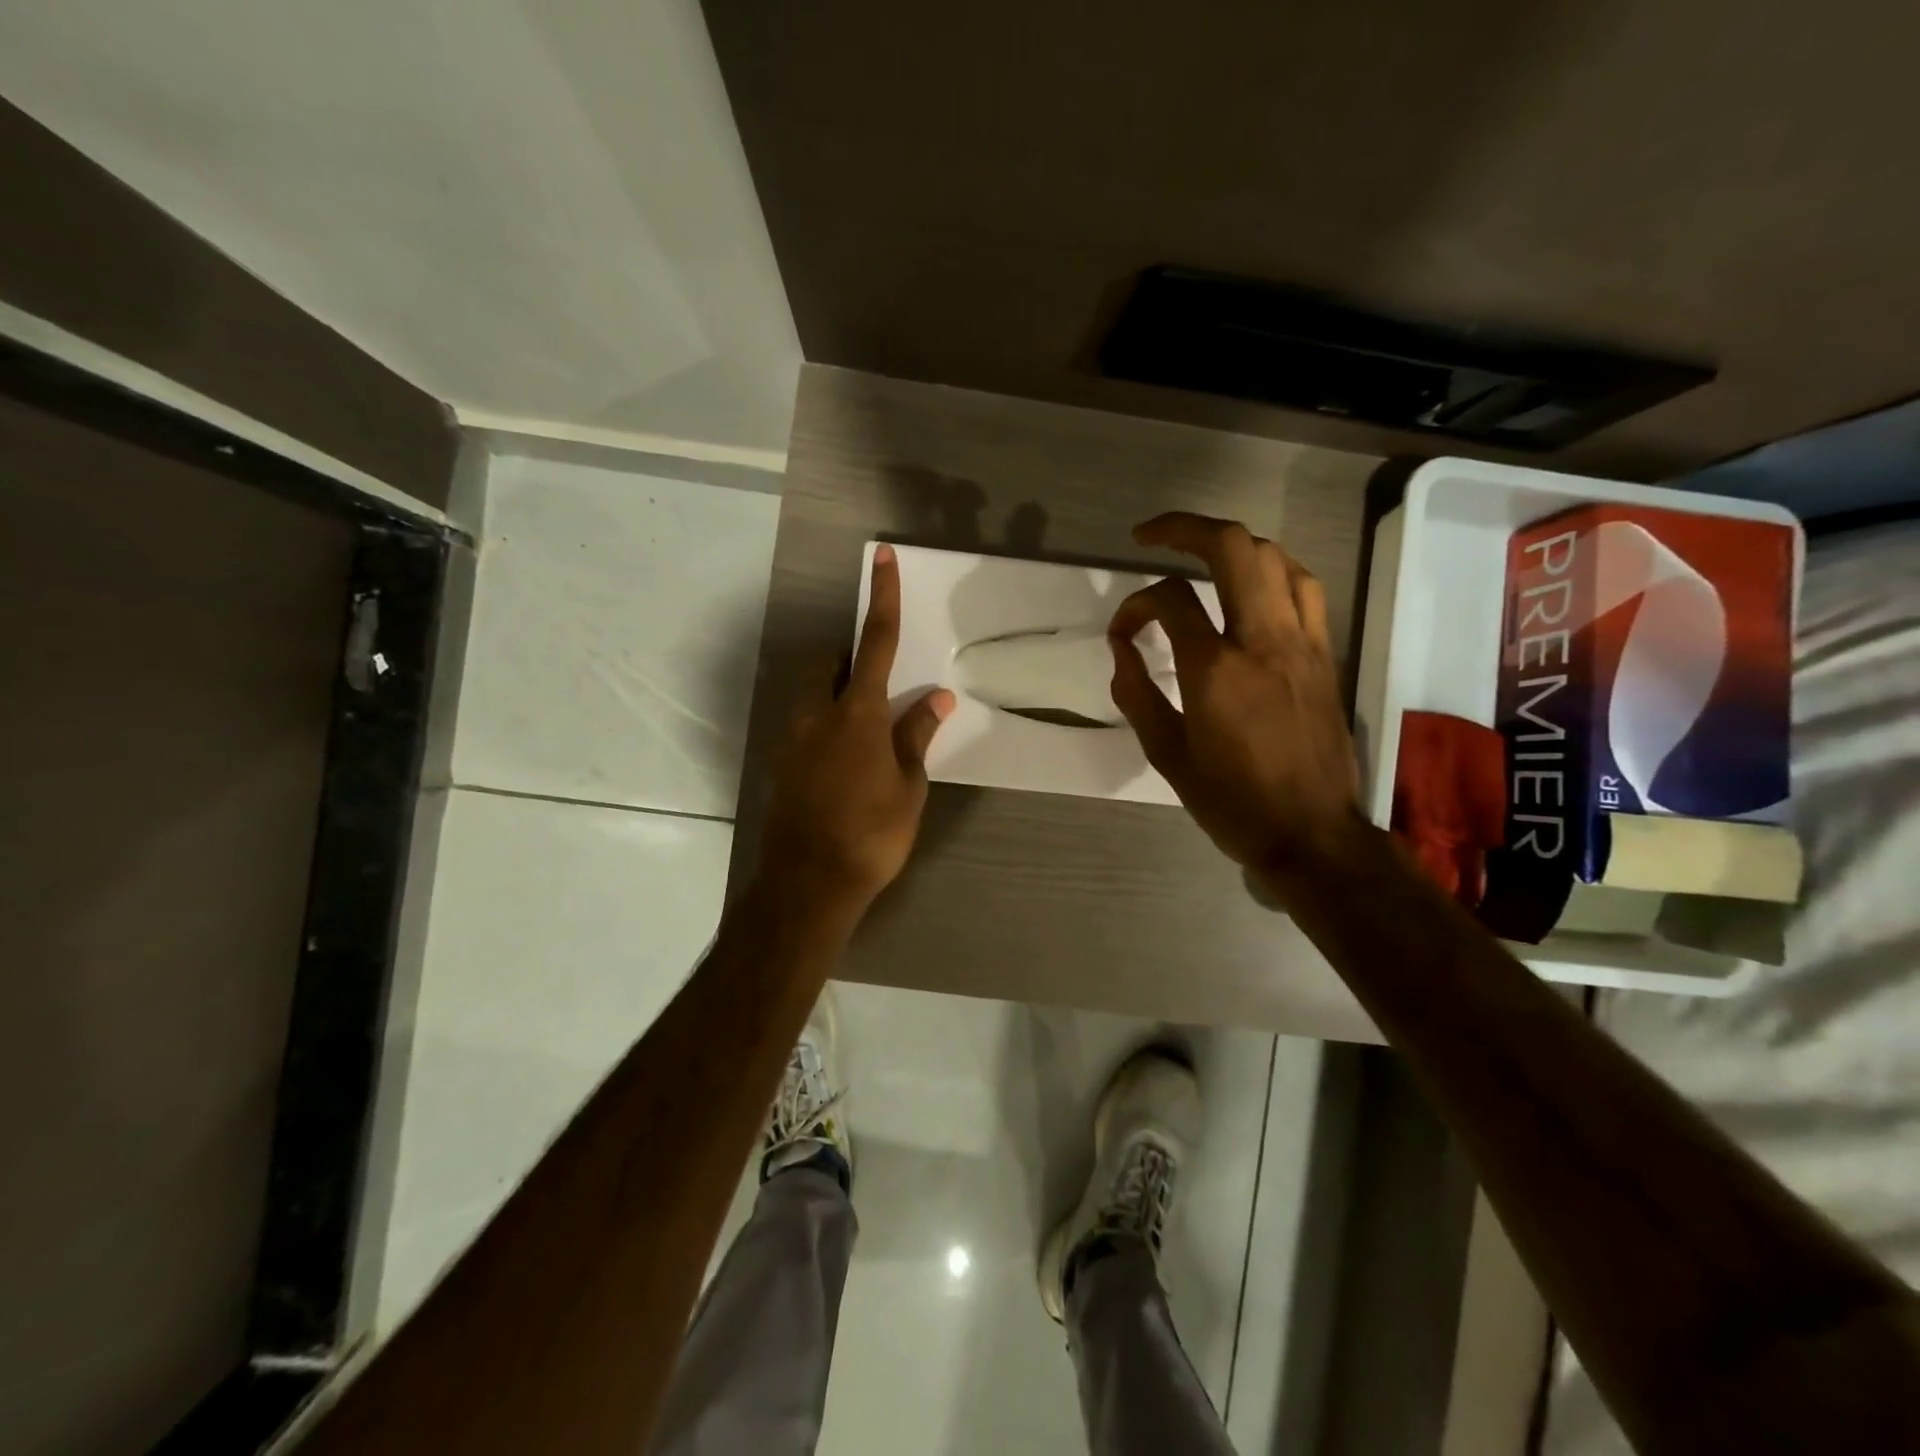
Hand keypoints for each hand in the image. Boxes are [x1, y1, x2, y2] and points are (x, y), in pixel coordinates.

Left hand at [758, 544, 954, 917]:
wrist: (807, 885)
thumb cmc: (871, 834)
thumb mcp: (908, 786)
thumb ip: (918, 736)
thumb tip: (937, 696)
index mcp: (858, 713)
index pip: (875, 641)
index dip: (882, 597)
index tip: (881, 557)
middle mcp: (818, 714)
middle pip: (832, 664)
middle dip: (852, 658)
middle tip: (880, 685)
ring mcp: (793, 739)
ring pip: (815, 695)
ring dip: (839, 695)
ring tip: (867, 735)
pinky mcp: (782, 764)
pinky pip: (807, 727)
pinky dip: (827, 728)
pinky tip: (844, 767)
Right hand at [1108, 513, 1363, 897]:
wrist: (1311, 833)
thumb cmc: (1230, 801)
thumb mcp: (1166, 754)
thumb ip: (1136, 692)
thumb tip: (1122, 648)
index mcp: (1215, 669)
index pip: (1168, 600)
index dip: (1133, 605)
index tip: (1122, 633)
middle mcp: (1262, 640)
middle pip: (1232, 548)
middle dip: (1185, 528)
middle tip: (1151, 535)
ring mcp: (1301, 642)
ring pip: (1274, 558)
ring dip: (1232, 546)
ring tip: (1202, 556)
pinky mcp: (1325, 654)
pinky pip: (1303, 588)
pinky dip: (1272, 571)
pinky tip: (1253, 586)